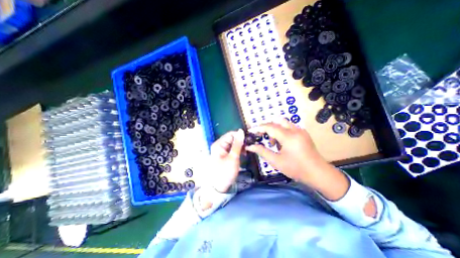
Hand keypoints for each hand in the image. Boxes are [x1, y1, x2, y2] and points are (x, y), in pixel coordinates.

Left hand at [208, 130, 243, 192]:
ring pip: (233, 144)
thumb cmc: (225, 172)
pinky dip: (238, 150)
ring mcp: (221, 150)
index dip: (240, 135)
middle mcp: (219, 145)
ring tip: (246, 152)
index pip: (231, 134)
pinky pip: (232, 149)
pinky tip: (242, 154)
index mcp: (219, 144)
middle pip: (231, 138)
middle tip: (248, 148)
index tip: (249, 140)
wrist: (219, 187)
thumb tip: (241, 131)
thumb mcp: (233, 157)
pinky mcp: (224, 155)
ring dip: (240, 146)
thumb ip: (238, 143)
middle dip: (240, 142)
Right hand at [246, 118, 324, 181]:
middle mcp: (295, 130)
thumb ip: (262, 151)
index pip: (270, 127)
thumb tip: (249, 146)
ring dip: (275, 129)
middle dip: (267, 127)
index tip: (251, 131)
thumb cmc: (296, 169)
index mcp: (288, 137)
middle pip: (276, 121)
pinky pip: (289, 127)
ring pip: (283, 123)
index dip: (258, 128)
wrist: (318, 174)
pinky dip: (282, 132)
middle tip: (260, 136)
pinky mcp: (303, 133)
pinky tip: (282, 144)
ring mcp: (301, 131)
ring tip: (273, 143)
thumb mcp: (276, 161)